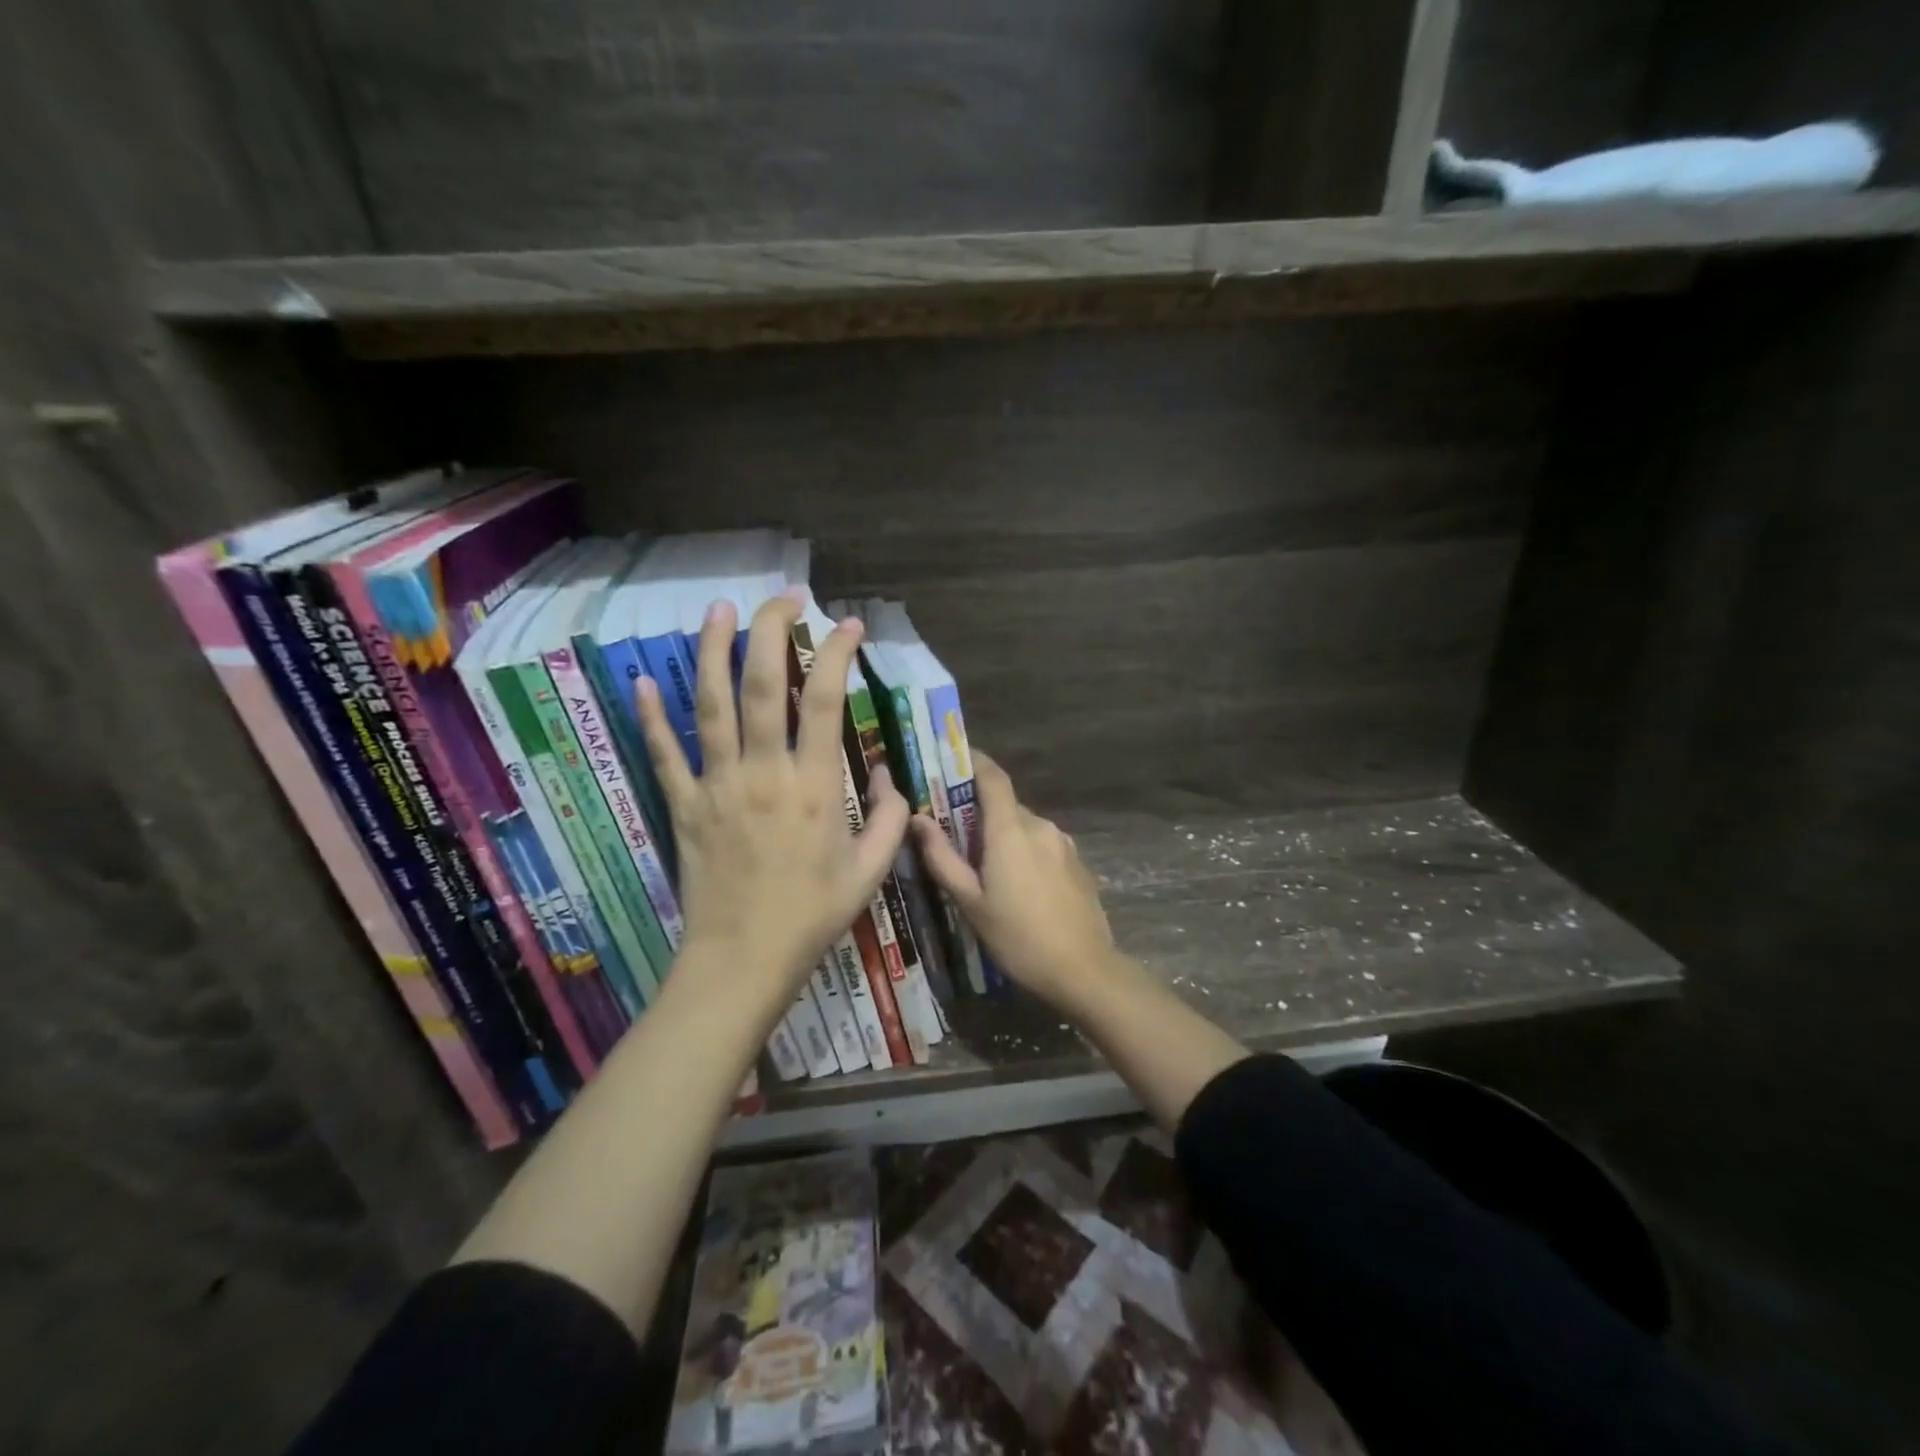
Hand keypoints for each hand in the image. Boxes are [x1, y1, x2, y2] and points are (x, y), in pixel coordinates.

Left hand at [636, 594, 908, 1006]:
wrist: (743, 959)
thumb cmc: (813, 915)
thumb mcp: (871, 871)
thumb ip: (890, 819)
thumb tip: (890, 777)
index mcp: (814, 787)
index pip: (825, 701)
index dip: (837, 654)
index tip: (848, 624)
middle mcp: (763, 773)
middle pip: (761, 686)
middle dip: (772, 632)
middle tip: (785, 598)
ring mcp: (717, 786)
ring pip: (710, 706)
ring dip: (713, 652)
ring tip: (719, 610)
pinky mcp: (684, 805)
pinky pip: (664, 754)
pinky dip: (652, 716)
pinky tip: (643, 679)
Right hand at [912, 753, 1117, 1008]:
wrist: (1084, 970)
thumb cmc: (1018, 937)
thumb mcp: (971, 902)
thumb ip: (942, 858)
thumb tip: (917, 820)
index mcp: (1011, 830)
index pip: (993, 777)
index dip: (974, 762)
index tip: (952, 758)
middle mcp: (1040, 826)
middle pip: (1006, 806)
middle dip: (980, 814)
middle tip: (955, 836)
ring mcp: (1064, 844)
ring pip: (1024, 827)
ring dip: (1003, 837)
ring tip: (985, 870)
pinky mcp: (1077, 863)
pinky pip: (1042, 845)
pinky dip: (1024, 852)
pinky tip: (1018, 886)